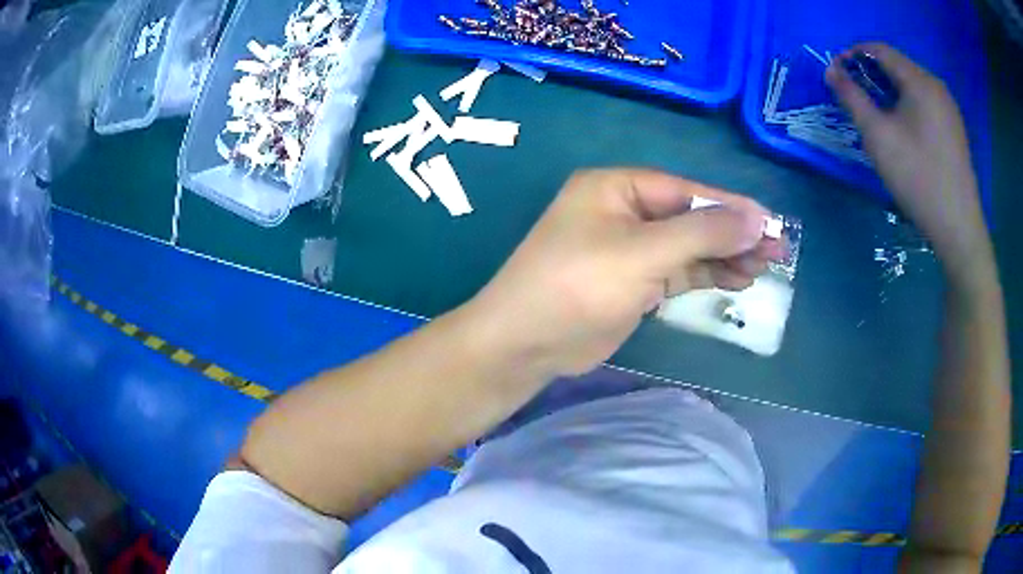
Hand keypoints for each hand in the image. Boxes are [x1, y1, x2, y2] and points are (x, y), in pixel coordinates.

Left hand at [465, 169, 779, 378]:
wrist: (525, 344)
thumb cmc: (577, 287)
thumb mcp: (642, 254)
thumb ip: (702, 234)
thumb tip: (757, 217)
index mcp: (617, 188)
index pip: (686, 191)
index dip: (730, 207)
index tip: (770, 223)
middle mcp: (623, 211)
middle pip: (691, 217)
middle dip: (733, 233)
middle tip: (777, 249)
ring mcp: (629, 249)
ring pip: (688, 246)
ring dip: (725, 255)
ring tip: (765, 266)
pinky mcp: (633, 282)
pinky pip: (678, 271)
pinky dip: (707, 274)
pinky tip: (737, 278)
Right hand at [825, 43, 993, 283]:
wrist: (959, 229)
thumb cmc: (918, 179)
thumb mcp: (878, 136)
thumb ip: (852, 97)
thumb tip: (831, 71)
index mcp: (920, 81)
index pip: (880, 50)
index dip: (854, 55)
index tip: (838, 73)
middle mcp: (937, 86)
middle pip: (898, 66)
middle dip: (872, 75)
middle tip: (856, 97)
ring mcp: (949, 109)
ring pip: (913, 86)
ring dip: (891, 92)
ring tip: (879, 115)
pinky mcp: (955, 130)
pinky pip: (926, 104)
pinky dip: (909, 106)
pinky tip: (904, 130)